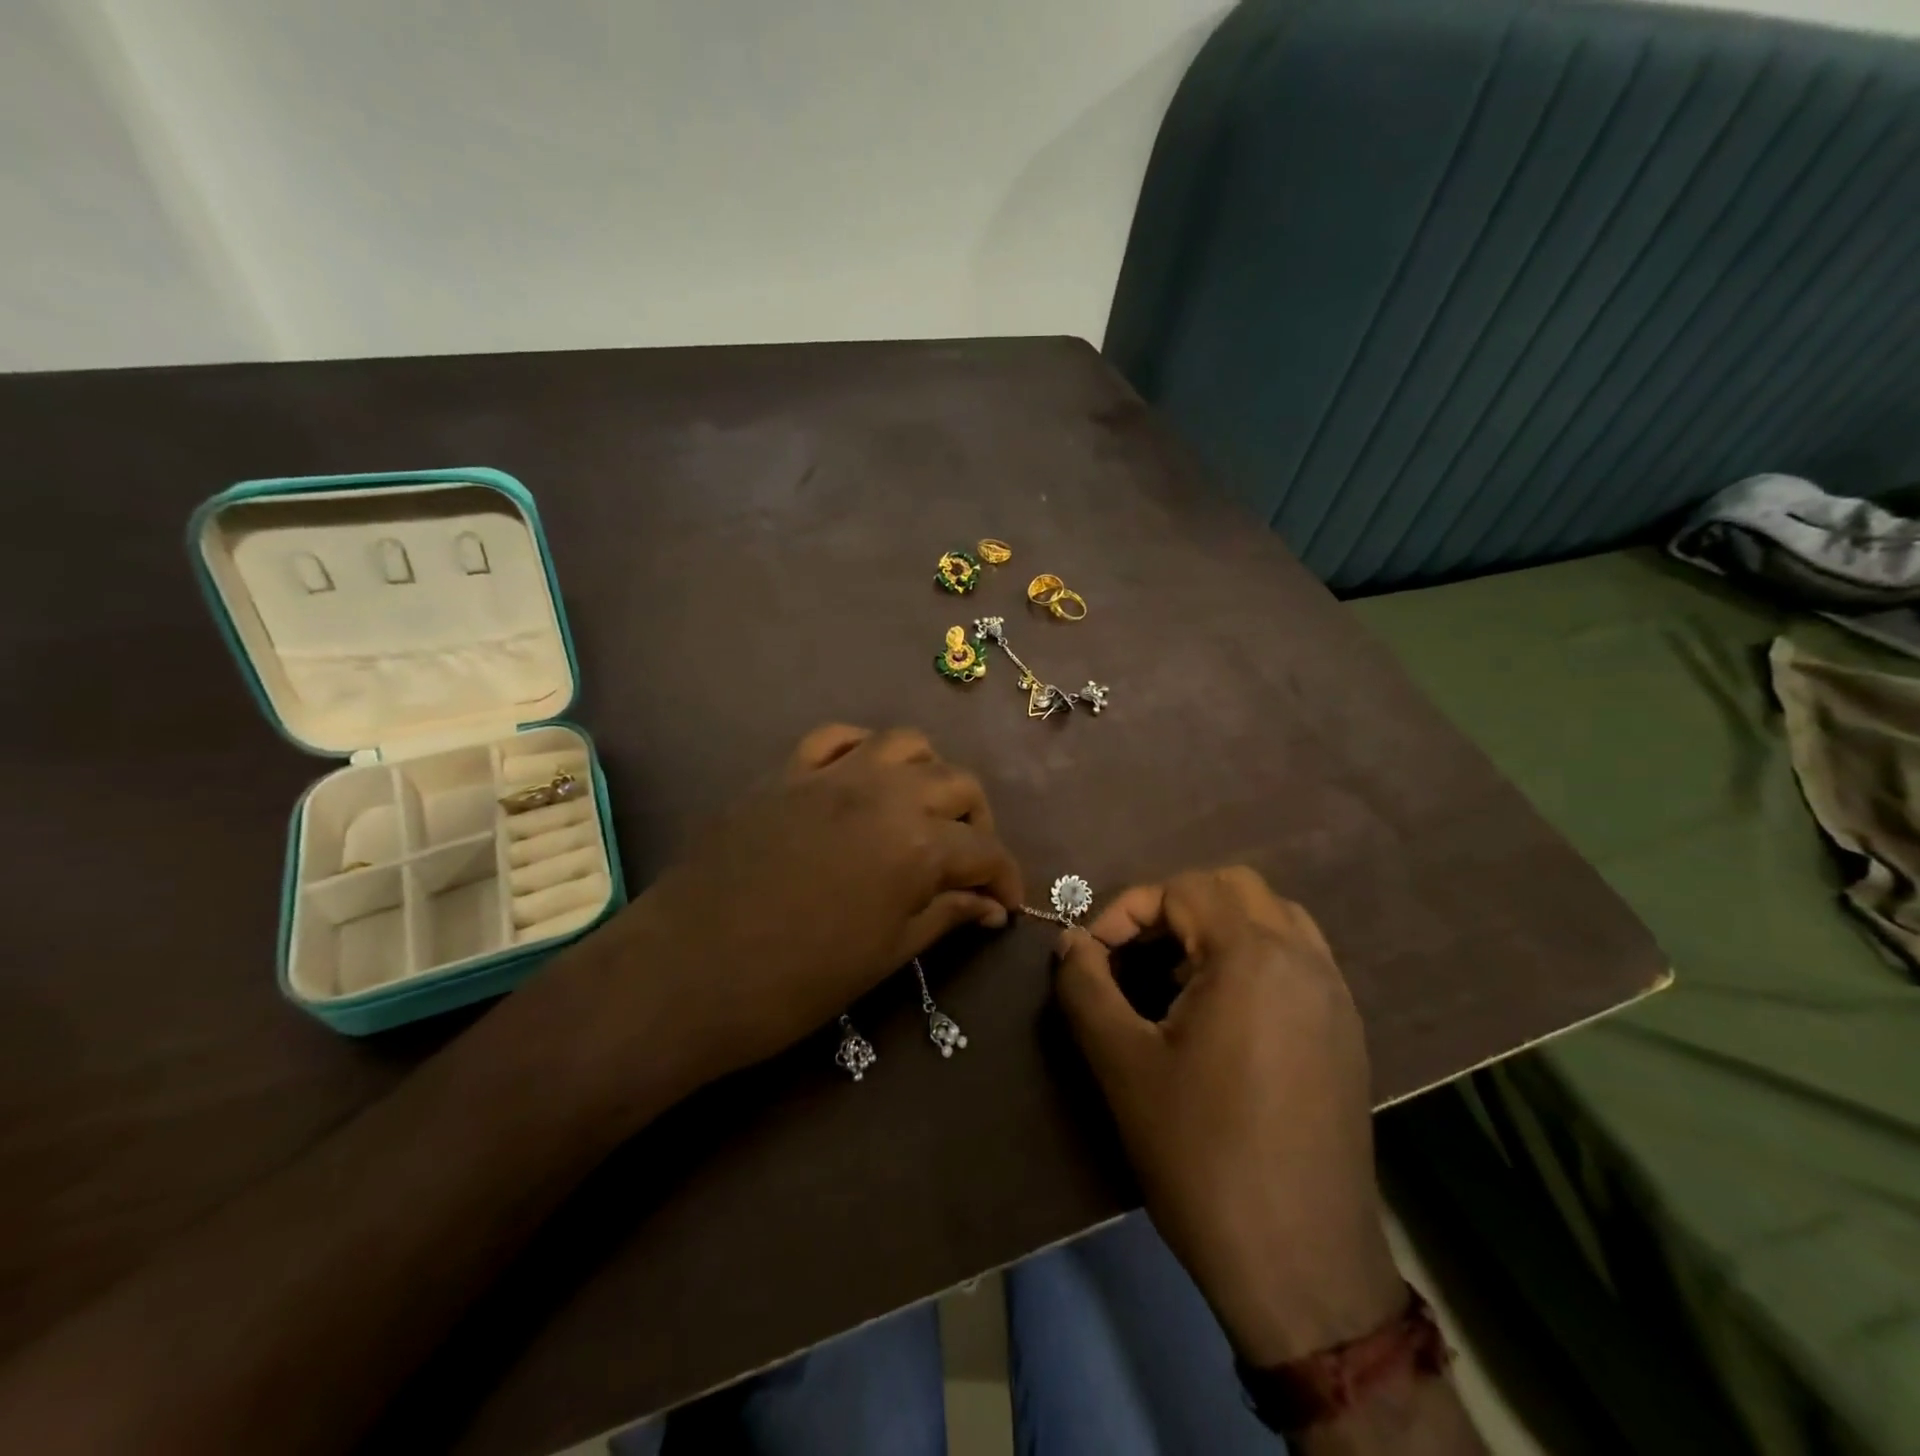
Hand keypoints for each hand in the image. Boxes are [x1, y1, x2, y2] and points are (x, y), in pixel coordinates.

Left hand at [563, 724, 1021, 1091]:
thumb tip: (990, 907)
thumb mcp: (884, 956)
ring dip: (928, 774)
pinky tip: (862, 780)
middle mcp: (884, 792)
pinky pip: (836, 737)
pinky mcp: (786, 772)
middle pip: (958, 784)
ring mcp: (832, 775)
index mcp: (917, 844)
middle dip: (977, 822)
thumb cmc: (794, 982)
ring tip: (921, 811)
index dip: (1006, 878)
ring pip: (905, 743)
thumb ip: (943, 916)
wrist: (686, 972)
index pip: (985, 850)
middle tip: (967, 862)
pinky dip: (862, 751)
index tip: (1006, 904)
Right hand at [1054, 867, 1403, 1365]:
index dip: (1127, 910)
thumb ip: (1085, 985)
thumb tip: (1070, 942)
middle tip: (1135, 955)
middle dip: (1173, 908)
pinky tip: (1221, 1014)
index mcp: (1253, 955)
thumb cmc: (1201, 1154)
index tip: (1095, 955)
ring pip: (1272, 918)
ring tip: (1176, 980)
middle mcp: (1304, 959)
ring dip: (1216, 928)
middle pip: (1232, 888)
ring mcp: (1334, 995)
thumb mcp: (1121, 1063)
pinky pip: (1297, 958)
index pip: (1182, 889)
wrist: (1301, 1265)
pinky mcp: (1346, 1032)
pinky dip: (1252, 956)